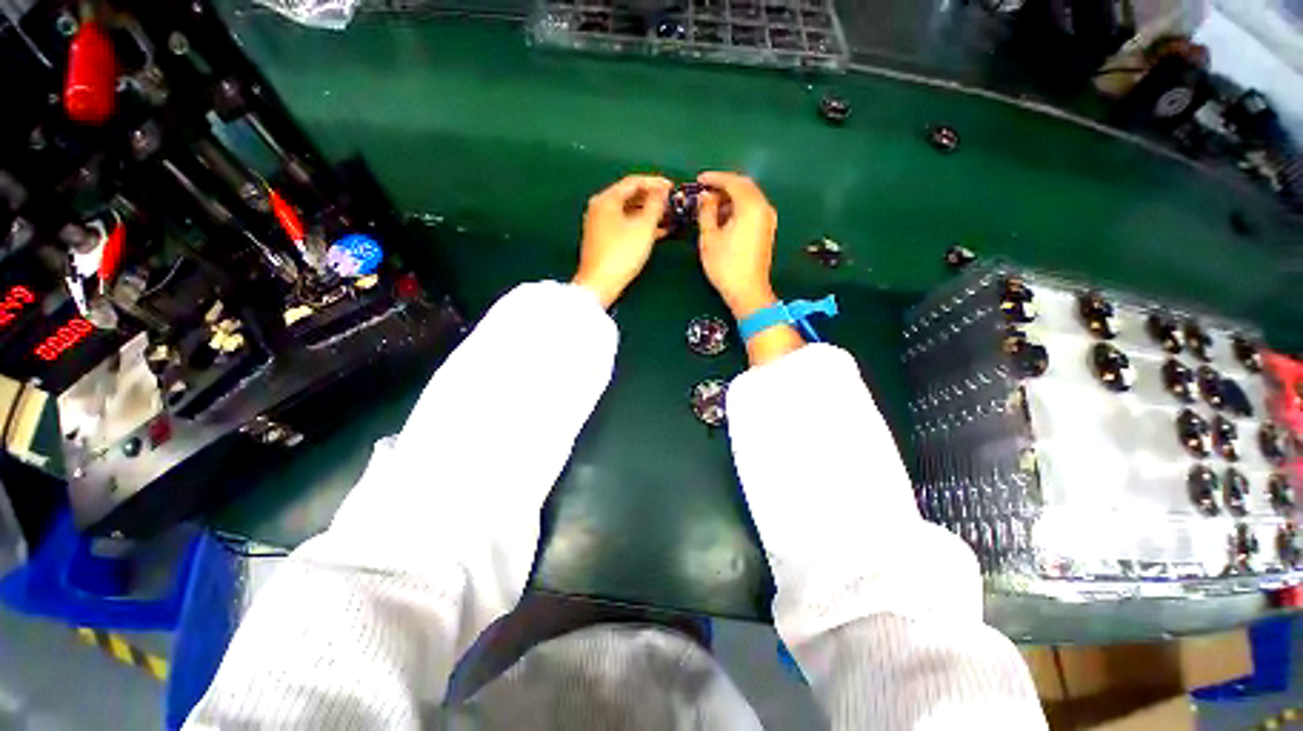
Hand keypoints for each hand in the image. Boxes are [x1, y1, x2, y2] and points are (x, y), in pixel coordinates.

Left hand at [572, 174, 673, 307]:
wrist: (599, 284)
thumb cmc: (621, 254)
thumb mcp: (644, 228)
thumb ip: (655, 205)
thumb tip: (661, 192)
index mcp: (607, 200)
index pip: (633, 182)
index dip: (655, 182)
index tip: (673, 187)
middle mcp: (600, 208)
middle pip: (629, 196)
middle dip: (652, 198)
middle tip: (671, 203)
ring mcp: (599, 225)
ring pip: (628, 212)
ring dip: (648, 214)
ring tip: (668, 218)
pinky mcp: (602, 240)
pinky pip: (624, 225)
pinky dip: (639, 226)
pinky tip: (656, 233)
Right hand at [696, 172, 778, 318]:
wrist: (748, 291)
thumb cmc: (726, 265)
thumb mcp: (709, 238)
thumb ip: (706, 212)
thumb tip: (705, 197)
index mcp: (750, 206)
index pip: (733, 181)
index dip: (714, 178)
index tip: (699, 180)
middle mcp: (763, 208)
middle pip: (744, 186)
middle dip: (724, 186)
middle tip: (705, 192)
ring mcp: (768, 220)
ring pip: (749, 198)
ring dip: (731, 198)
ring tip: (711, 207)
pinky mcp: (767, 231)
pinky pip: (753, 210)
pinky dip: (739, 208)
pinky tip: (725, 219)